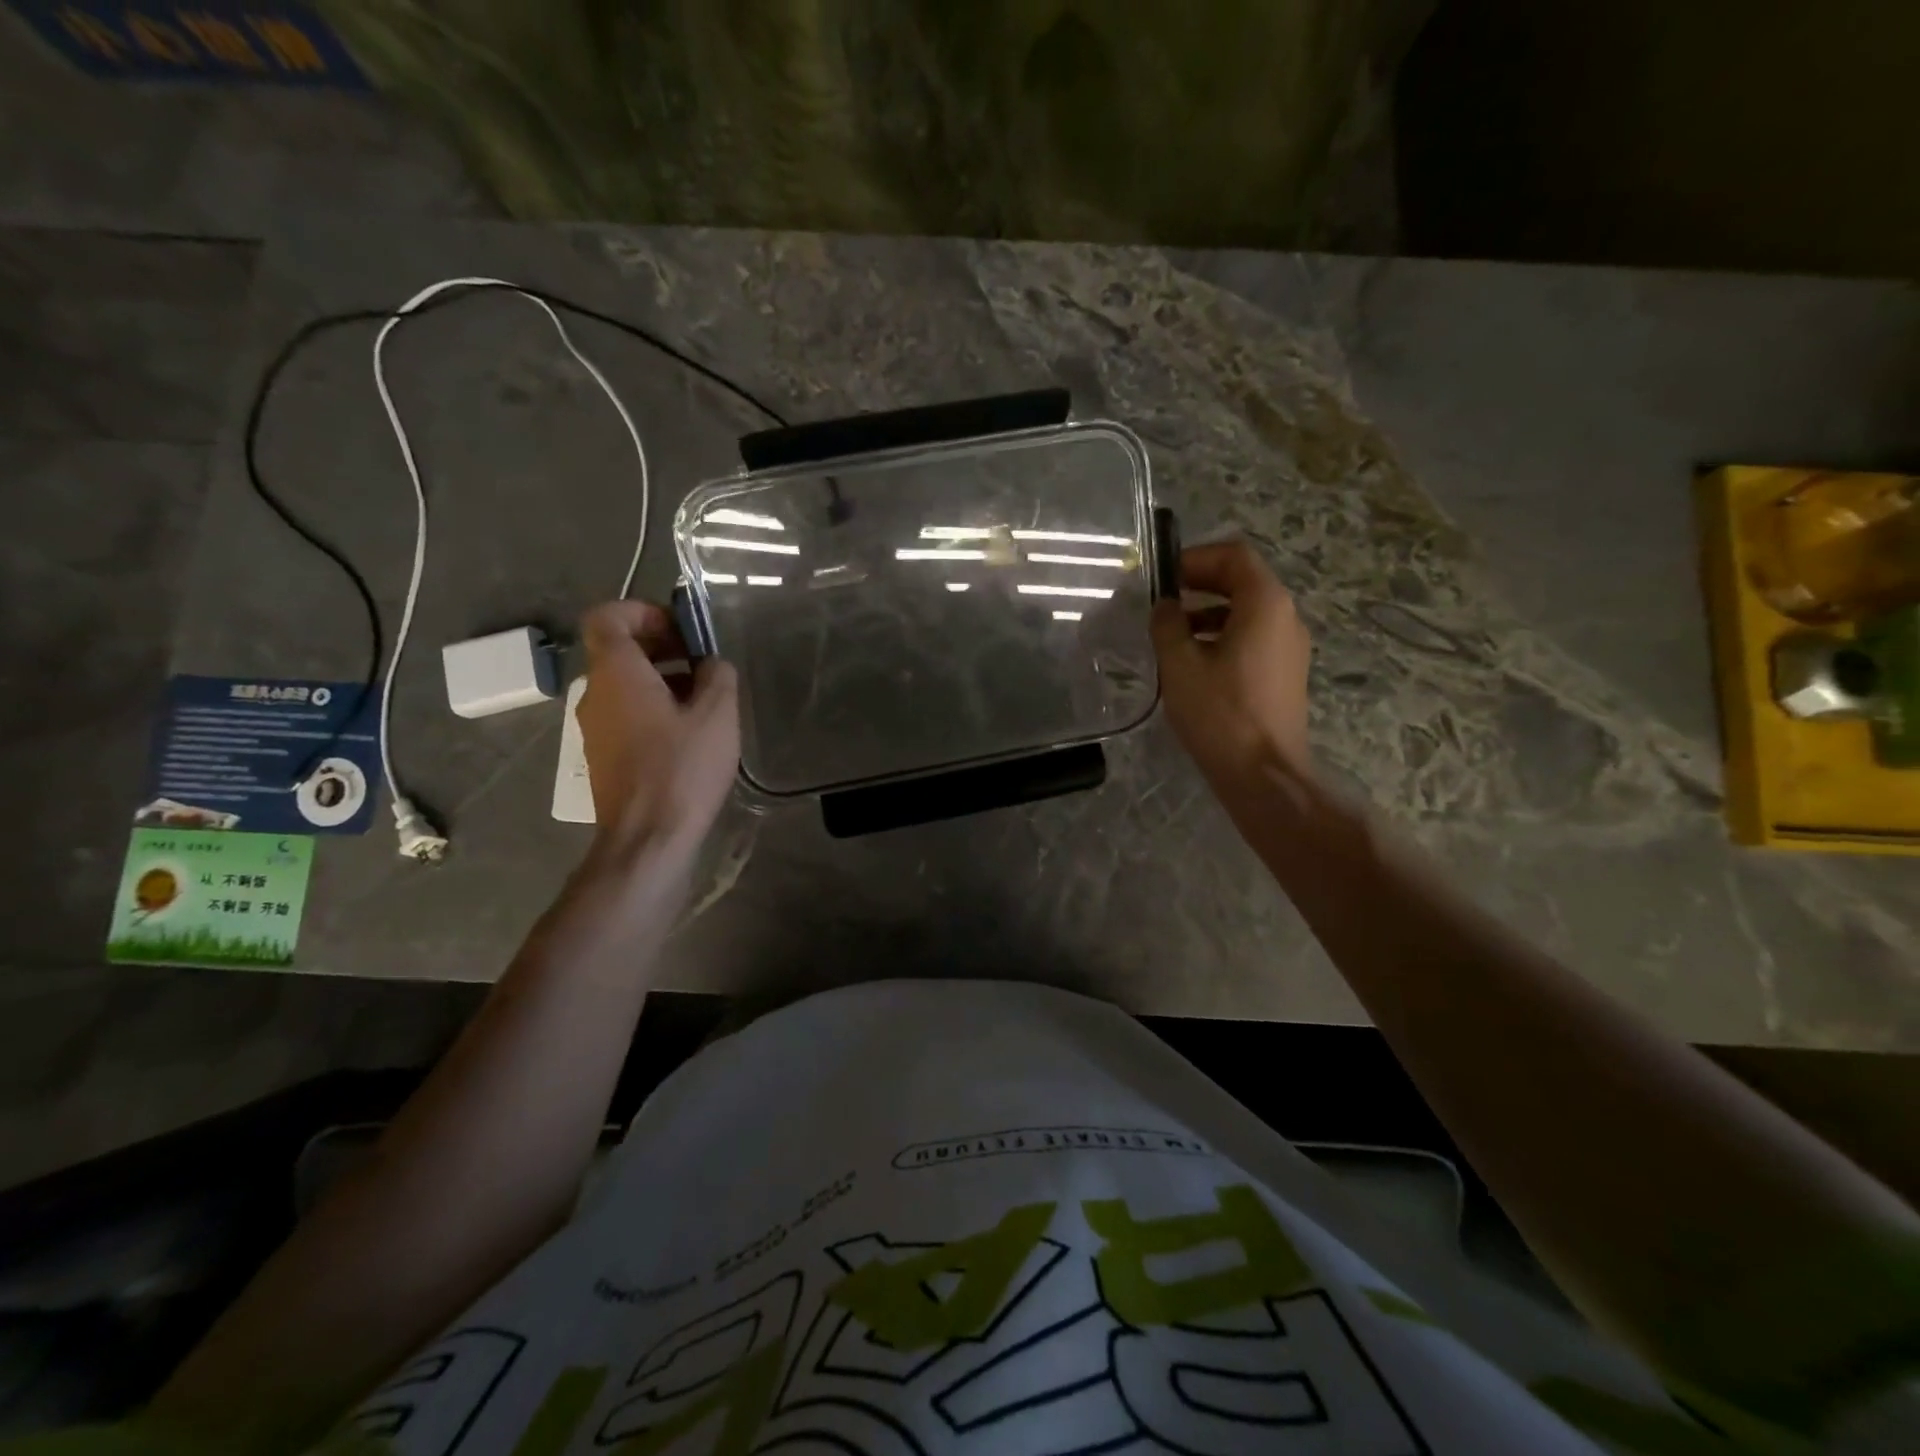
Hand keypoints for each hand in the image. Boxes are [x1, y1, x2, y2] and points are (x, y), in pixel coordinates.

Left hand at [575, 600, 738, 855]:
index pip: (607, 617)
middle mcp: (594, 694)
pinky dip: (652, 708)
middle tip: (703, 663)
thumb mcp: (718, 714)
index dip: (642, 612)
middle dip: (661, 646)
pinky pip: (625, 714)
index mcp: (617, 674)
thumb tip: (710, 664)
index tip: (680, 630)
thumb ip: (718, 675)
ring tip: (704, 701)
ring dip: (661, 679)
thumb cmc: (683, 769)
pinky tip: (689, 734)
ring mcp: (593, 728)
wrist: (648, 838)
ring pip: (624, 685)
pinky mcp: (602, 756)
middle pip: (618, 651)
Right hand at [1151, 540, 1312, 789]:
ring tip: (1170, 634)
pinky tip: (1192, 662)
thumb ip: (1167, 624)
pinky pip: (1252, 638)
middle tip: (1162, 600)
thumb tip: (1165, 606)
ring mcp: (1289, 647)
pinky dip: (1221, 636)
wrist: (1263, 773)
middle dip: (1200, 584)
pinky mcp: (1284, 673)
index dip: (1196, 558)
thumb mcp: (1180, 664)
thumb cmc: (1220, 713)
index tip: (1163, 577)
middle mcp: (1285, 617)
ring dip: (1207, 612)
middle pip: (1243, 581)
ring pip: (1246, 612)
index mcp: (1265, 605)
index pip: (1234, 556)